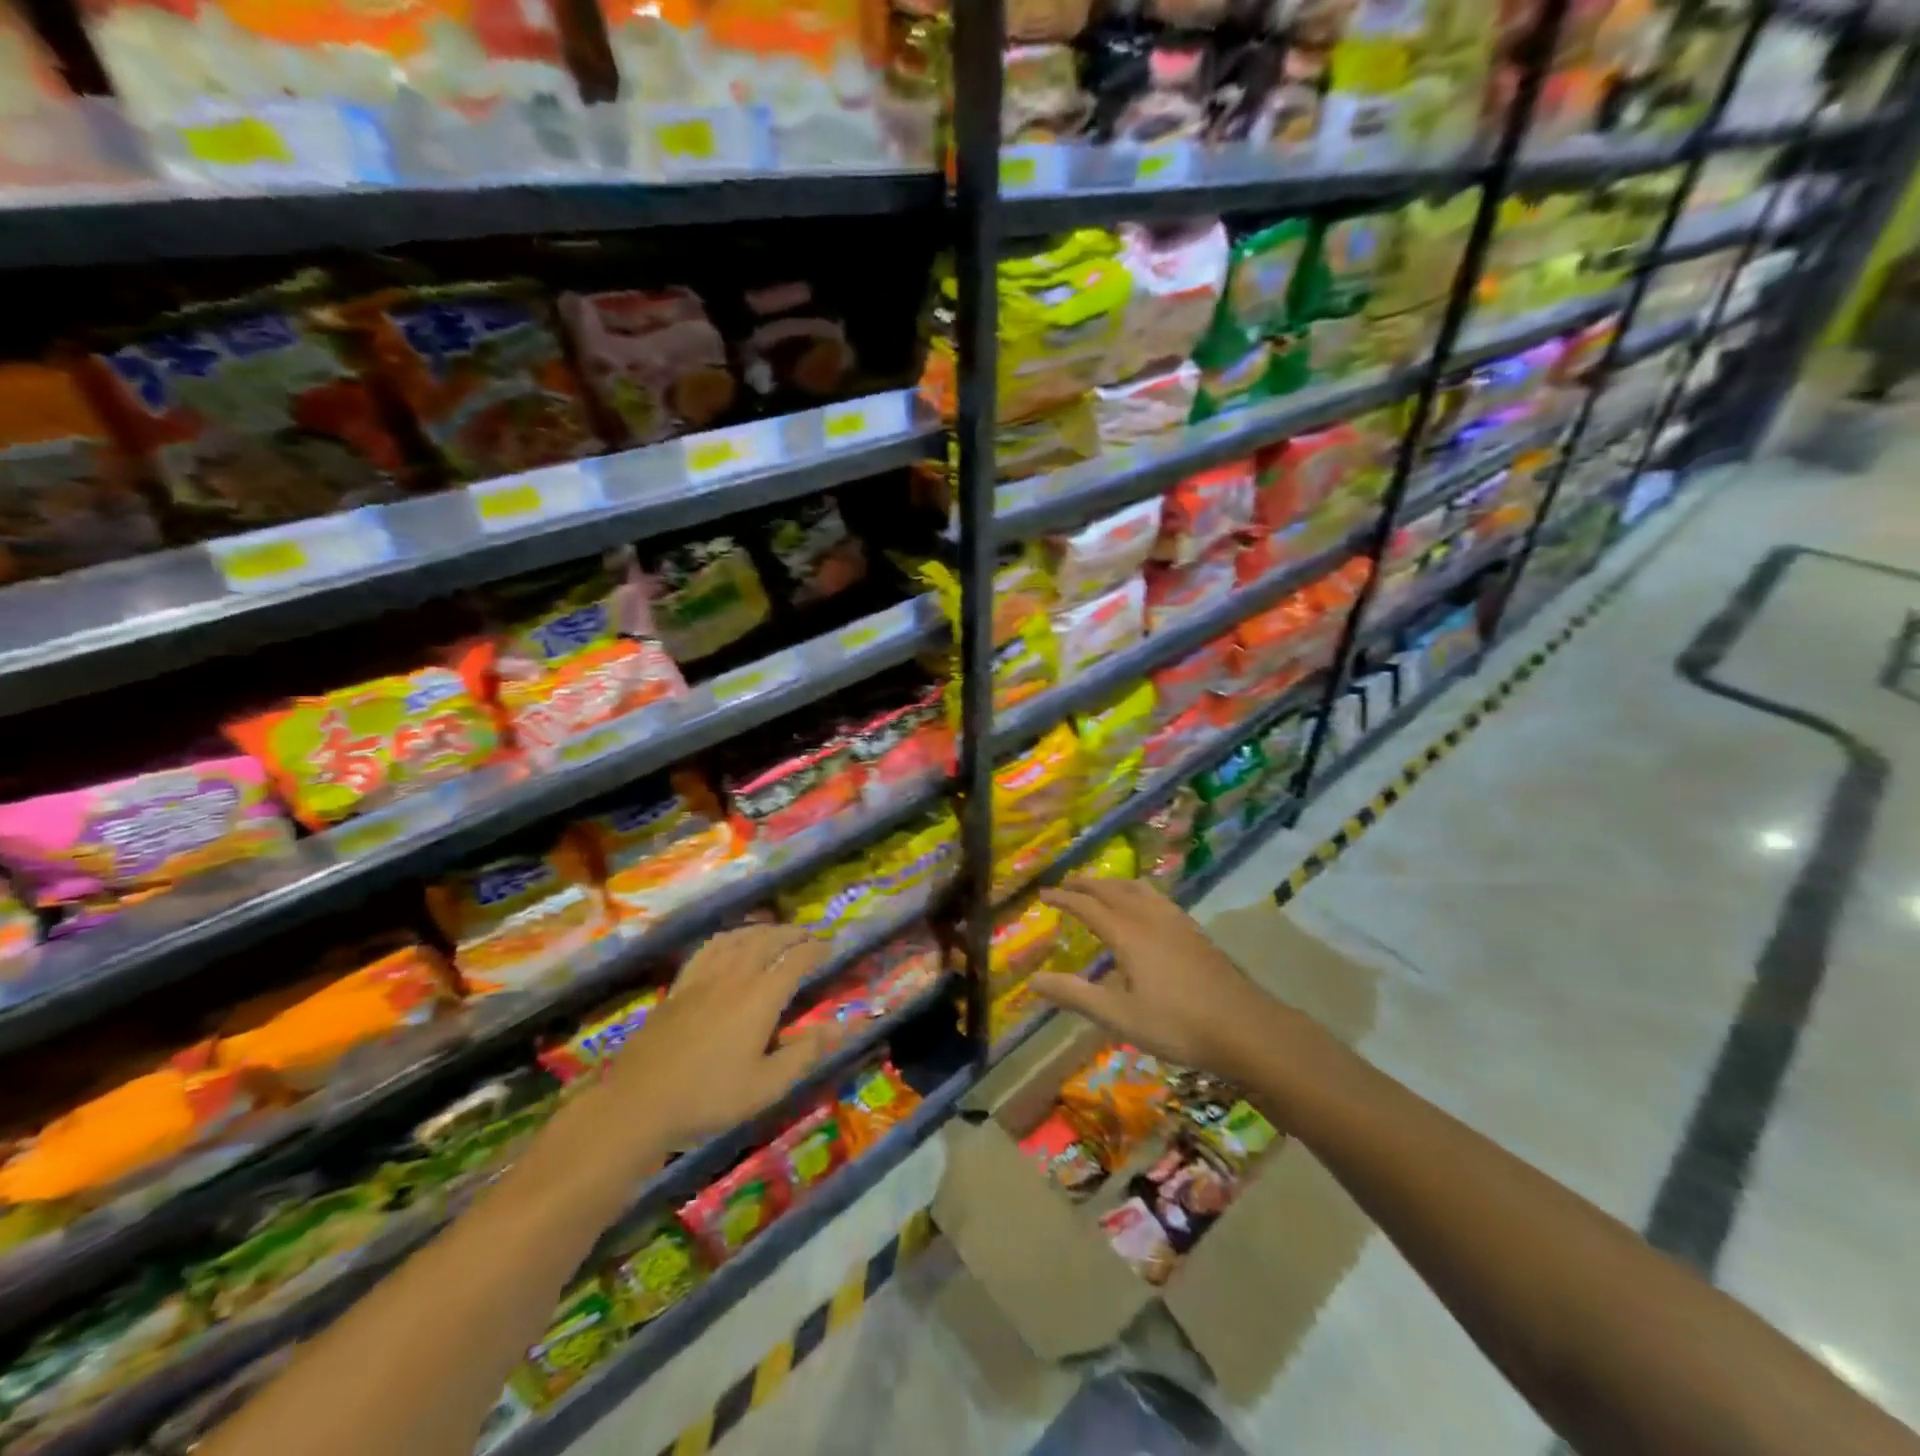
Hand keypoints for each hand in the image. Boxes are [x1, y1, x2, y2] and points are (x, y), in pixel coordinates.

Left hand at [601, 925, 839, 1150]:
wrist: (639, 1103)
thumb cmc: (710, 1097)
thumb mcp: (767, 1085)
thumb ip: (806, 1052)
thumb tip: (844, 1025)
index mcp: (761, 997)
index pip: (796, 960)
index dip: (817, 950)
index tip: (831, 947)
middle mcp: (735, 976)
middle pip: (768, 940)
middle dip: (793, 934)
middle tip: (809, 936)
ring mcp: (703, 977)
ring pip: (739, 938)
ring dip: (763, 930)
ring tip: (776, 933)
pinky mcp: (680, 985)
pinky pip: (710, 947)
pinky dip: (730, 936)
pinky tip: (731, 942)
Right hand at [1030, 877, 1288, 1083]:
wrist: (1246, 1028)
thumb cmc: (1177, 1024)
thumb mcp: (1119, 1016)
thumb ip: (1075, 995)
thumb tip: (1034, 980)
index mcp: (1128, 934)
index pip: (1087, 906)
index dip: (1063, 898)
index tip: (1043, 895)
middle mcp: (1150, 918)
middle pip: (1113, 890)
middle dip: (1086, 885)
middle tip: (1066, 885)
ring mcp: (1177, 922)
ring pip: (1139, 889)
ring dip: (1114, 884)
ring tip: (1102, 888)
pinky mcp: (1195, 932)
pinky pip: (1158, 898)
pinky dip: (1138, 893)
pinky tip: (1146, 909)